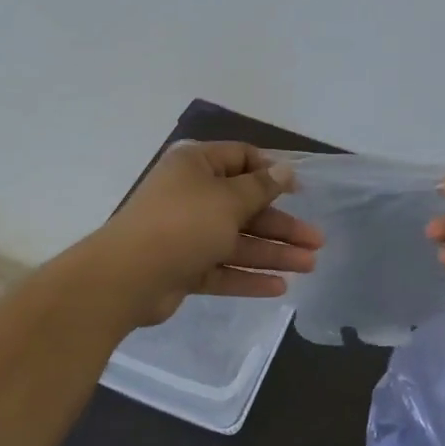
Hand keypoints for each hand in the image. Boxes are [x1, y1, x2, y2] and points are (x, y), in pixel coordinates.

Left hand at [93, 141, 323, 325]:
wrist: (127, 277)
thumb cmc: (183, 224)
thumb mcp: (229, 200)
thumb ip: (261, 187)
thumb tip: (285, 169)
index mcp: (196, 166)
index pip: (241, 158)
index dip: (272, 172)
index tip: (301, 190)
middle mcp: (191, 195)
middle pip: (245, 206)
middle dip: (282, 224)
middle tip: (317, 241)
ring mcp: (185, 234)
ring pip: (237, 240)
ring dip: (273, 252)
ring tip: (310, 265)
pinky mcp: (182, 267)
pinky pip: (221, 268)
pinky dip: (248, 276)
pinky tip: (280, 287)